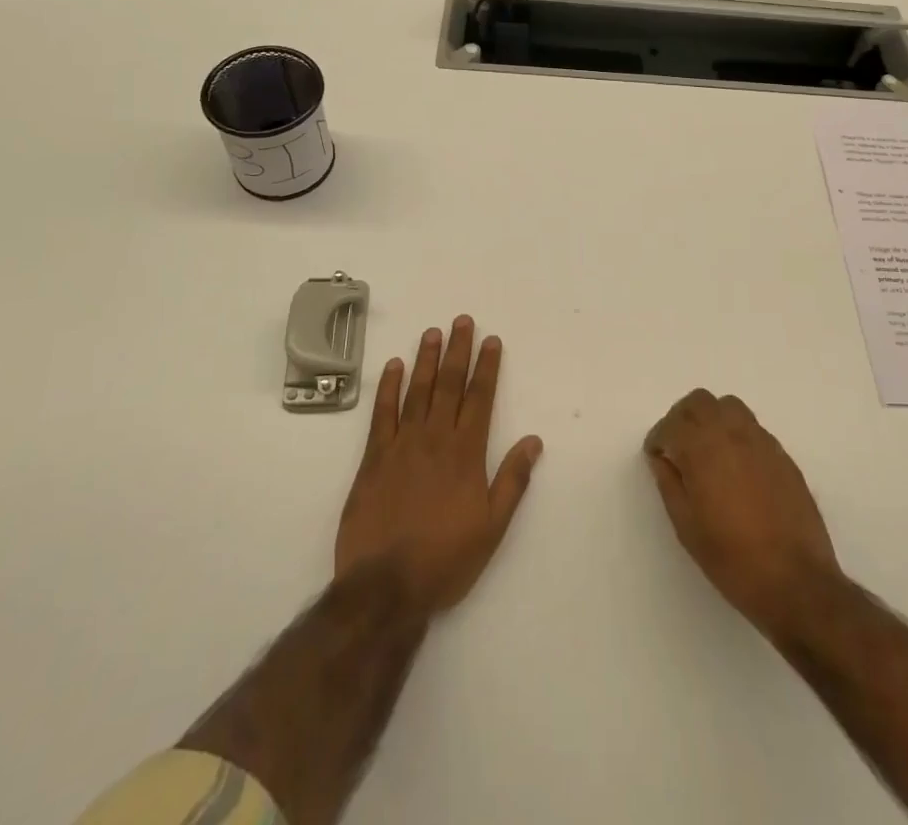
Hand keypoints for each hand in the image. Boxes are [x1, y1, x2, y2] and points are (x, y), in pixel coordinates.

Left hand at [336, 316, 543, 614]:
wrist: (386, 586)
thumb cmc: (445, 559)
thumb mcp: (492, 527)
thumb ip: (512, 480)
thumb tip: (533, 440)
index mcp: (466, 453)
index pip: (480, 398)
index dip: (487, 367)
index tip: (491, 340)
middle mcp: (436, 439)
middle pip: (449, 384)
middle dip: (458, 350)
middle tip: (461, 320)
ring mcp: (402, 445)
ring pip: (417, 391)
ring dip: (426, 359)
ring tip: (432, 332)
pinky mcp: (373, 458)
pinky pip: (382, 414)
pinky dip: (388, 388)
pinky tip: (393, 366)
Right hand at [644, 389, 839, 633]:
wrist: (795, 581)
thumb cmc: (732, 558)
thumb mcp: (686, 526)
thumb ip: (670, 483)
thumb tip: (662, 458)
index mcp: (702, 449)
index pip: (672, 423)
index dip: (659, 438)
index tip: (656, 456)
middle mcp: (731, 434)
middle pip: (700, 401)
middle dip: (682, 418)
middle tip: (677, 446)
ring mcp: (761, 441)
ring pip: (729, 406)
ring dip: (712, 418)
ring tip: (707, 450)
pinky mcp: (782, 454)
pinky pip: (752, 427)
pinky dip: (736, 433)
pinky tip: (736, 466)